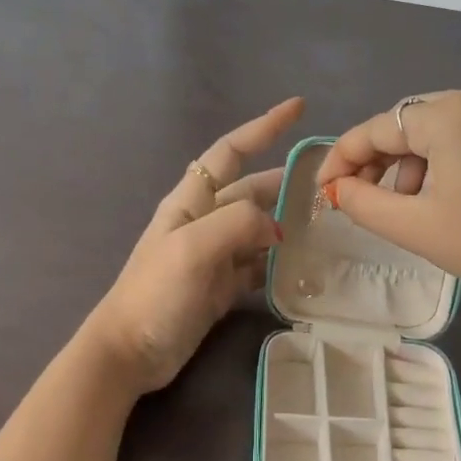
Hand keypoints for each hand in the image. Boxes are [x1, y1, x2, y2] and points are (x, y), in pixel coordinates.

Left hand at [85, 98, 304, 392]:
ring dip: (287, 222)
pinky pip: (257, 264)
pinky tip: (303, 265)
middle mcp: (204, 221)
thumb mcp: (193, 247)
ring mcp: (214, 255)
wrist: (130, 351)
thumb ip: (237, 223)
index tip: (297, 108)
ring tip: (326, 224)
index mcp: (192, 201)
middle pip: (251, 190)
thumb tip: (276, 228)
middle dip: (286, 181)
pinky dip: (279, 262)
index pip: (230, 151)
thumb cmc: (156, 293)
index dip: (262, 127)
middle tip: (330, 185)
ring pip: (258, 228)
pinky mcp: (221, 286)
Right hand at [314, 89, 460, 340]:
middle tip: (362, 201)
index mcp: (448, 114)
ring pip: (441, 128)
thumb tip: (336, 188)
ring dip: (414, 162)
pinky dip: (449, 157)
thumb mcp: (415, 227)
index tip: (323, 190)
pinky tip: (449, 190)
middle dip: (380, 162)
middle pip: (409, 124)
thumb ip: (362, 202)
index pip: (376, 129)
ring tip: (410, 205)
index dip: (342, 158)